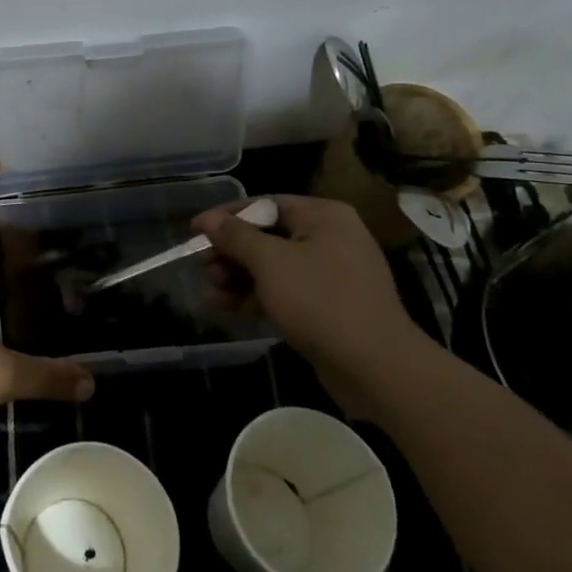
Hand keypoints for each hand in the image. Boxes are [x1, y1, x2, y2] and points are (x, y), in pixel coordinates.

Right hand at [192, 194, 428, 388]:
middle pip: (268, 237)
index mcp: (323, 216)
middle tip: (202, 267)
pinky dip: (257, 298)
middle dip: (231, 253)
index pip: (265, 204)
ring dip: (239, 278)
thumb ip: (236, 237)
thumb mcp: (270, 262)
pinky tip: (227, 309)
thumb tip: (209, 220)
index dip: (227, 217)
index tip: (195, 231)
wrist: (376, 368)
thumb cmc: (320, 300)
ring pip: (274, 268)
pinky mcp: (329, 308)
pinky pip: (286, 292)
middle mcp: (331, 238)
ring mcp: (332, 275)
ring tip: (211, 292)